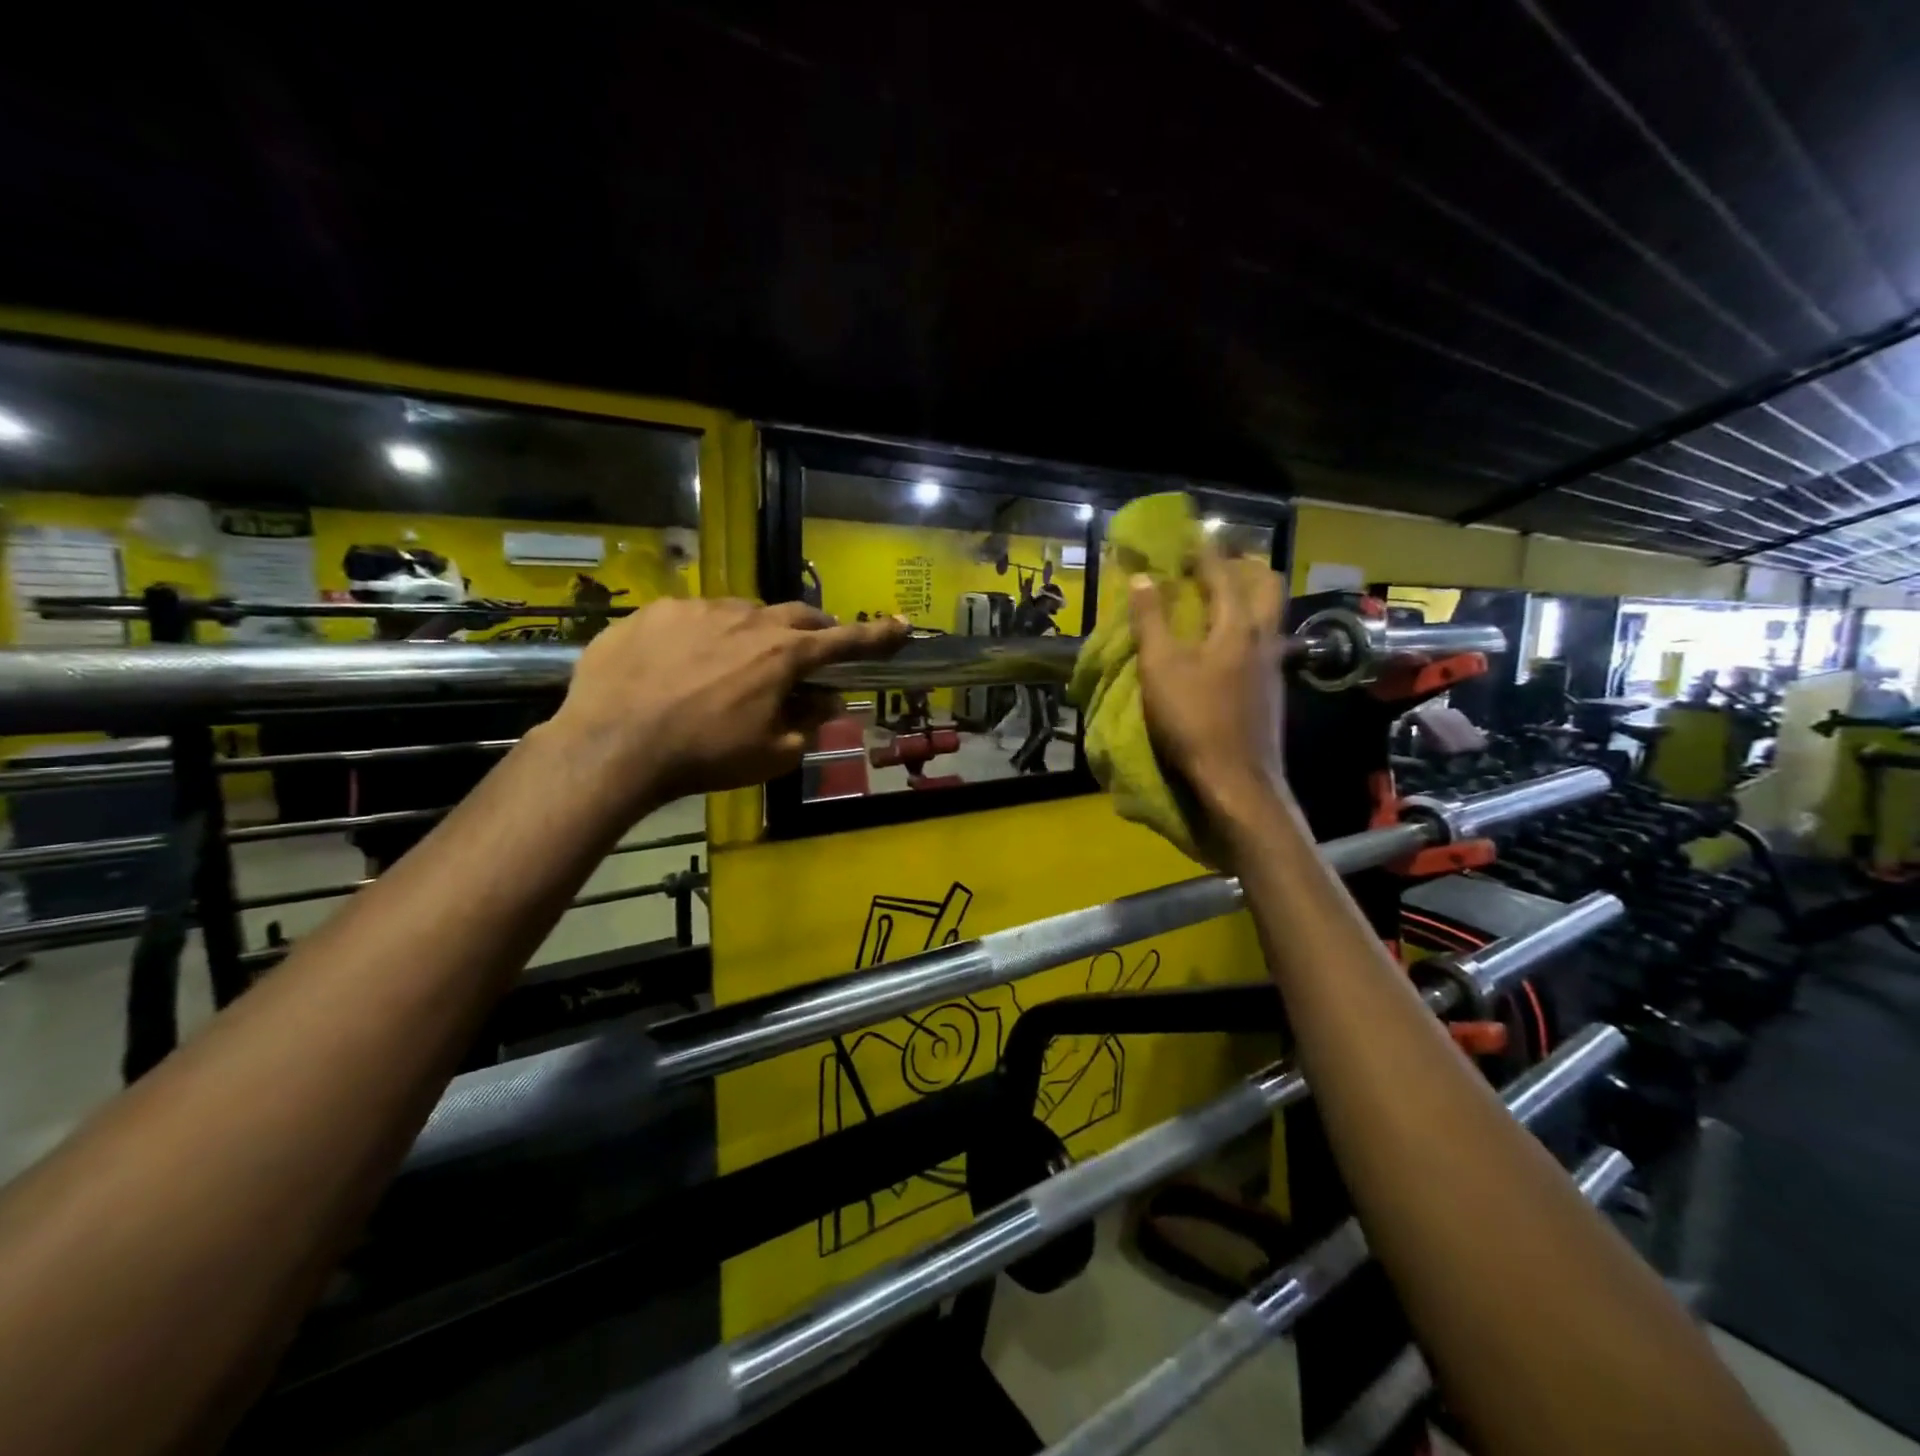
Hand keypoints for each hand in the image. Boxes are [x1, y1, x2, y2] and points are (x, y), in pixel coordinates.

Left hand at [547, 597, 906, 810]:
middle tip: (809, 652)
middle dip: (813, 631)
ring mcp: (698, 609)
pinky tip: (680, 666)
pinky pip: (692, 617)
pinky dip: (702, 636)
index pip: (845, 641)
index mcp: (784, 654)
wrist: (614, 745)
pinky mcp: (655, 611)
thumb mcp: (771, 754)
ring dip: (753, 634)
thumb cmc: (705, 756)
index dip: (878, 636)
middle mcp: (748, 619)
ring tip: (731, 667)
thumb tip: (827, 699)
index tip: (903, 625)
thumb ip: (808, 722)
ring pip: (742, 612)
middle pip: (797, 615)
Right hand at [1130, 552, 1288, 821]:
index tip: (1192, 532)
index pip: (1223, 574)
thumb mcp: (1160, 669)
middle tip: (1215, 562)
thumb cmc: (1194, 720)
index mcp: (1237, 627)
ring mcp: (1273, 666)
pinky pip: (1264, 641)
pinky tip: (1225, 644)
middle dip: (1243, 566)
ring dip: (1247, 597)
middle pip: (1266, 586)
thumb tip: (1143, 578)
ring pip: (1269, 615)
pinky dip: (1246, 627)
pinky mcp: (1270, 691)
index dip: (1205, 550)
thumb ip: (1151, 622)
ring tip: (1217, 598)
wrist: (1237, 781)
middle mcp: (1264, 638)